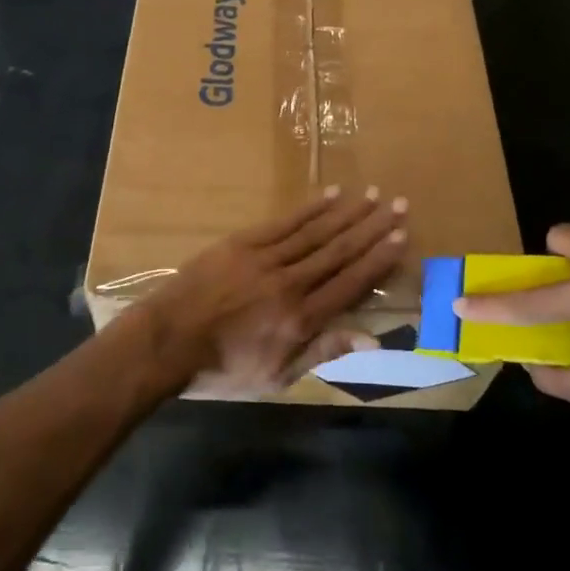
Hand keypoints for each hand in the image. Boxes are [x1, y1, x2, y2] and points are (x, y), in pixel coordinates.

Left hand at [142, 186, 408, 396]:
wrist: (167, 342)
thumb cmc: (223, 368)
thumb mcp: (277, 376)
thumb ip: (323, 351)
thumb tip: (372, 340)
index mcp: (300, 318)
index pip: (350, 282)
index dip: (379, 259)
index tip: (402, 237)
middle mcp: (290, 282)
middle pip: (339, 250)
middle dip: (372, 227)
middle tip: (399, 205)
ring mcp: (265, 258)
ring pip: (315, 231)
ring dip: (347, 211)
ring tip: (373, 195)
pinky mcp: (242, 243)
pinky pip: (284, 222)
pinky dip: (310, 208)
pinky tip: (330, 194)